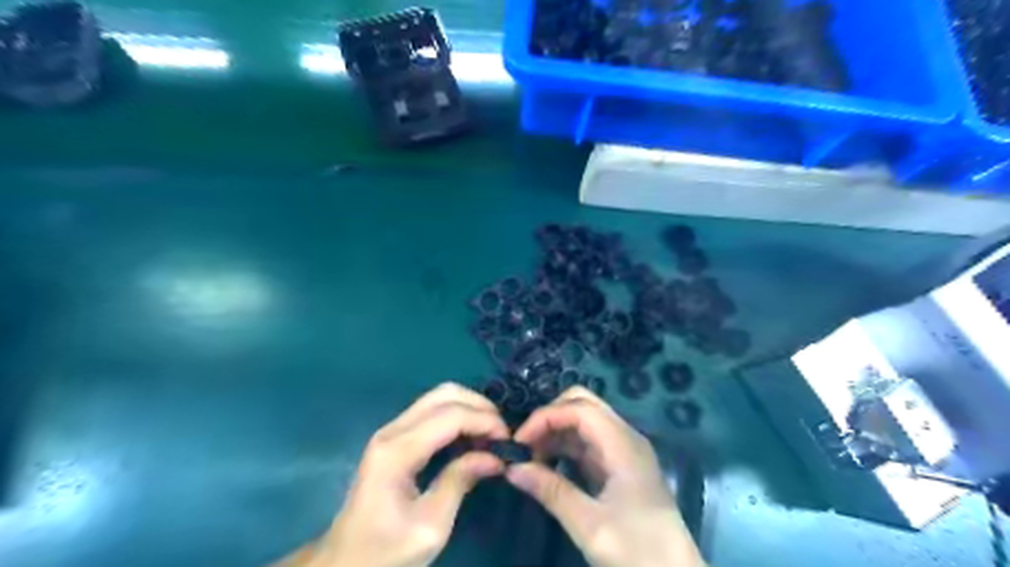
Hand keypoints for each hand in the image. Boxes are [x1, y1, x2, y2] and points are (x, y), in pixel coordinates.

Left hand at [274, 380, 509, 565]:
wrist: (343, 564)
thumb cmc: (385, 552)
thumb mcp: (430, 526)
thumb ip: (460, 482)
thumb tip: (496, 457)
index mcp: (397, 451)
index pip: (451, 415)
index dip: (485, 421)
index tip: (508, 442)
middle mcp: (392, 430)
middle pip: (444, 394)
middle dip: (479, 406)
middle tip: (501, 433)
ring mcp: (390, 431)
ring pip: (438, 397)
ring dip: (469, 408)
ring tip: (490, 435)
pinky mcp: (394, 438)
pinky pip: (431, 412)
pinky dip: (457, 416)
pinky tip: (471, 437)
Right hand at [504, 388, 703, 566]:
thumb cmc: (638, 551)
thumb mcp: (590, 525)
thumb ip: (551, 491)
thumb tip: (512, 468)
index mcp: (623, 444)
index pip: (579, 408)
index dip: (546, 417)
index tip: (519, 442)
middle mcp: (625, 438)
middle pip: (583, 405)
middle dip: (551, 417)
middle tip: (525, 445)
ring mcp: (624, 452)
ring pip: (585, 423)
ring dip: (556, 432)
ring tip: (530, 458)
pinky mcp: (620, 468)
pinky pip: (589, 444)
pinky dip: (566, 448)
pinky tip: (548, 465)